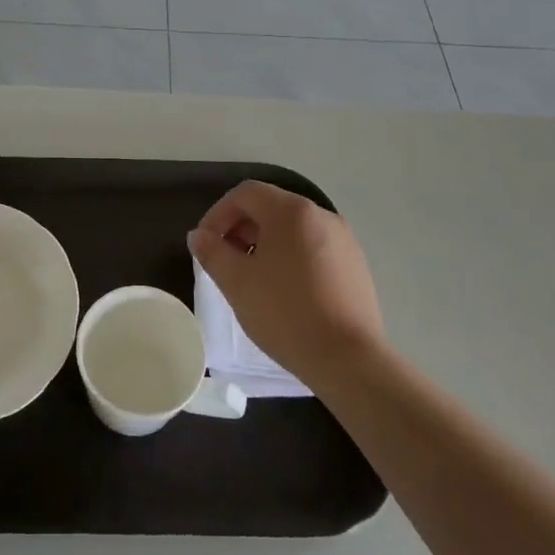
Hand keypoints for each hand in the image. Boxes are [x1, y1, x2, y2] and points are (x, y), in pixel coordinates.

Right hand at [187, 180, 386, 391]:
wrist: (349, 361)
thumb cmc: (286, 314)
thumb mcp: (237, 283)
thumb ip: (212, 252)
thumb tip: (199, 236)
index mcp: (292, 211)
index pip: (245, 194)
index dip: (218, 214)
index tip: (205, 245)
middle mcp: (322, 215)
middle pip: (270, 207)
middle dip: (240, 228)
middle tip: (224, 261)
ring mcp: (343, 240)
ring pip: (292, 229)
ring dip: (264, 243)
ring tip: (251, 278)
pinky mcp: (355, 265)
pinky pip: (313, 247)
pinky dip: (290, 257)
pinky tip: (283, 291)